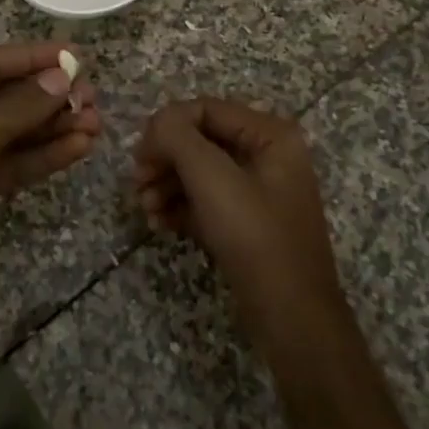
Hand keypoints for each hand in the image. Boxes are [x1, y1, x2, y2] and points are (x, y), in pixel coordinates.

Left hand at [0, 42, 99, 317]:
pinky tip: (79, 147)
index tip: (75, 54)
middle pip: (4, 97)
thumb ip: (18, 107)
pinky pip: (13, 162)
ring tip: (96, 122)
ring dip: (52, 126)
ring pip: (13, 132)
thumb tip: (61, 78)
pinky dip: (43, 155)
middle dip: (48, 96)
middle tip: (92, 96)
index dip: (32, 57)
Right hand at [133, 99, 344, 351]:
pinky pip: (206, 200)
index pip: (205, 109)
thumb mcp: (212, 179)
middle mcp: (267, 155)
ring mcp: (258, 190)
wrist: (292, 319)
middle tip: (137, 183)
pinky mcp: (246, 222)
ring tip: (145, 208)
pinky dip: (179, 206)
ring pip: (199, 171)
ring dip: (166, 184)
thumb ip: (178, 137)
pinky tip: (159, 224)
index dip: (167, 126)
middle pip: (200, 140)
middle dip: (164, 159)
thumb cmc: (255, 238)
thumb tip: (156, 123)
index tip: (139, 156)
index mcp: (270, 135)